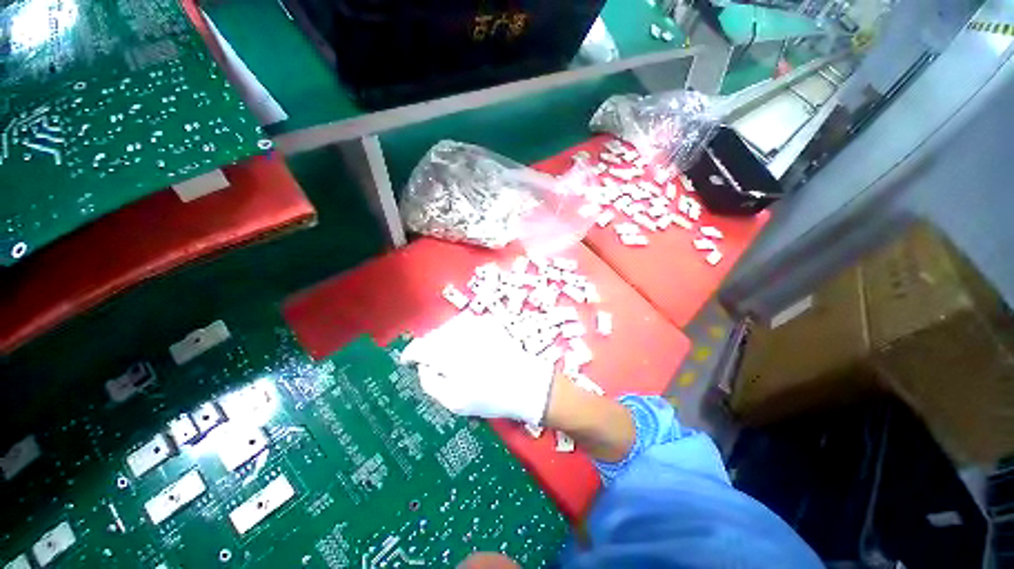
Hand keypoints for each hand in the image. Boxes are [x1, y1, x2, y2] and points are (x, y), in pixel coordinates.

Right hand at [401, 312, 554, 424]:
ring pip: (449, 328)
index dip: (410, 354)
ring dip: (445, 340)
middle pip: (434, 336)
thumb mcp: (453, 401)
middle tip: (434, 365)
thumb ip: (430, 382)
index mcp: (448, 353)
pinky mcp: (488, 323)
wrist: (525, 383)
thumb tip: (424, 366)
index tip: (408, 361)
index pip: (420, 347)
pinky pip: (465, 325)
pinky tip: (468, 348)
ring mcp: (476, 325)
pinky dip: (461, 335)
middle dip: (430, 349)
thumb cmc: (489, 396)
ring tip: (453, 357)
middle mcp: (460, 333)